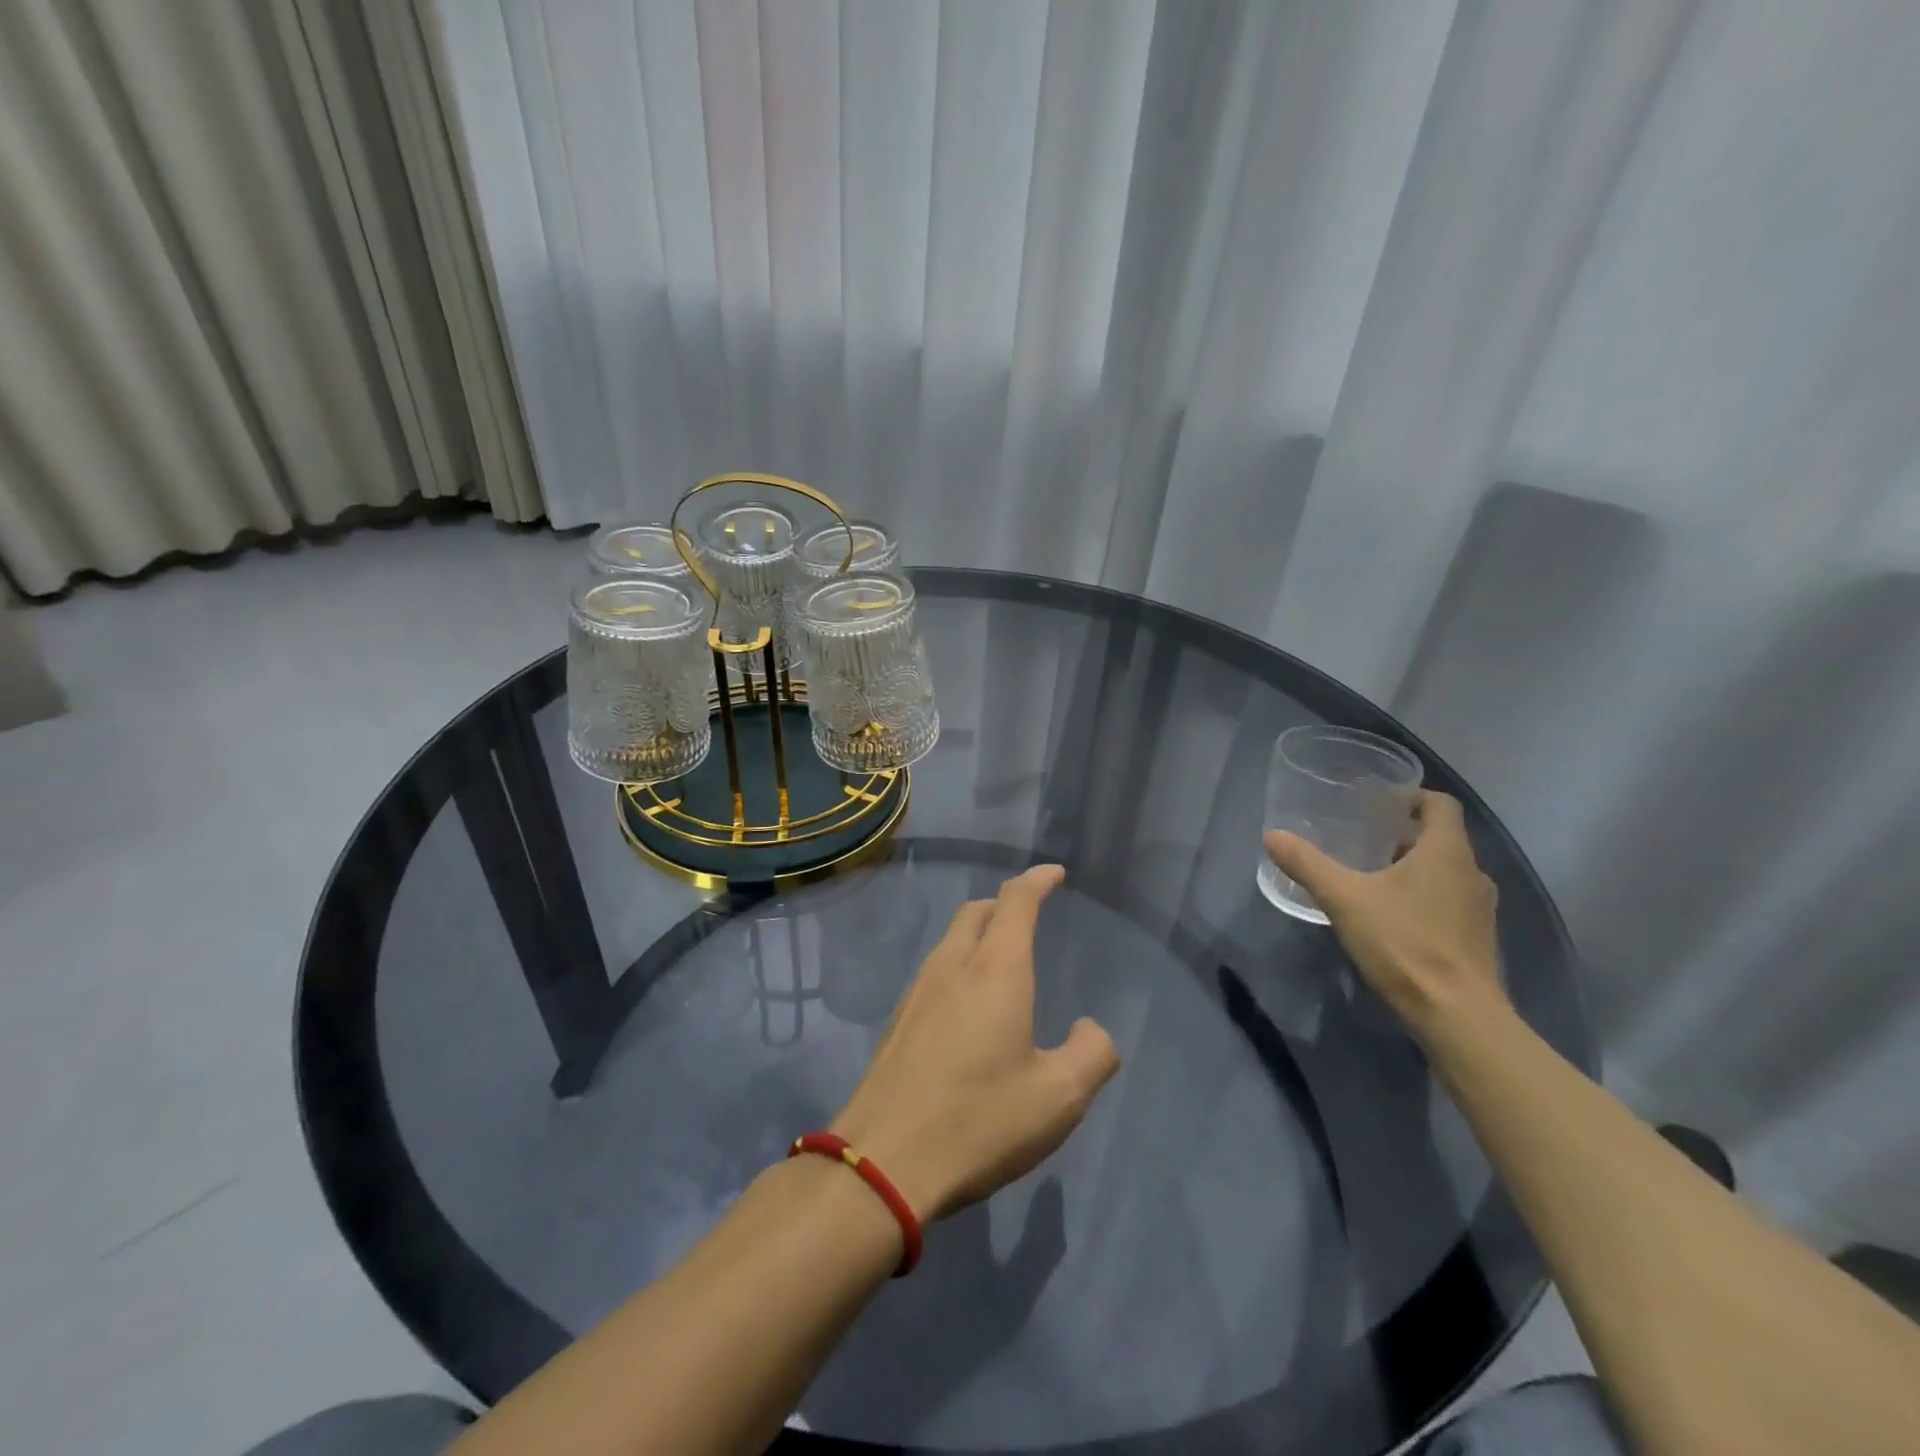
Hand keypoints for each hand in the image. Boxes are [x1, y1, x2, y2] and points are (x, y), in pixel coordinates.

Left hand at [830, 865, 1121, 1223]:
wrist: (884, 1160)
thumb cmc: (980, 1120)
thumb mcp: (1058, 1097)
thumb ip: (1091, 1054)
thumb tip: (1089, 1028)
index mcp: (995, 969)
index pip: (1016, 901)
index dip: (1037, 881)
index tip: (1054, 874)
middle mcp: (952, 966)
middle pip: (977, 912)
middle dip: (1005, 904)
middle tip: (1029, 918)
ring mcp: (917, 991)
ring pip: (951, 940)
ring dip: (979, 935)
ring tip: (1001, 961)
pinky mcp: (898, 1021)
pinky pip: (935, 971)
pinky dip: (959, 966)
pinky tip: (968, 1007)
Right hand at [1264, 790, 1506, 1038]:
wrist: (1457, 1016)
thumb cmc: (1404, 944)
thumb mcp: (1344, 899)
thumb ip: (1308, 864)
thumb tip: (1273, 836)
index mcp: (1447, 852)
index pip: (1441, 804)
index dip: (1412, 796)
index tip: (1378, 802)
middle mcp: (1472, 872)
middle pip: (1441, 837)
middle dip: (1403, 833)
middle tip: (1362, 837)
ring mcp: (1480, 909)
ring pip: (1446, 871)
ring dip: (1414, 867)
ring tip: (1371, 875)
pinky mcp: (1477, 938)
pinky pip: (1450, 900)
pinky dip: (1423, 896)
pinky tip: (1391, 915)